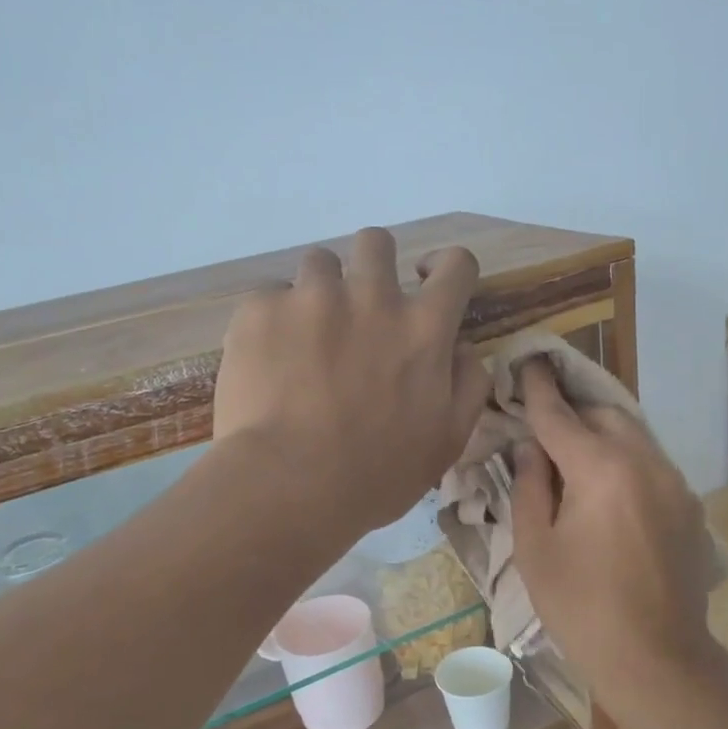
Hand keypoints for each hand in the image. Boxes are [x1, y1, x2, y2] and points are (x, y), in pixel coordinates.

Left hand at [214, 227, 491, 534]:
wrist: (291, 486)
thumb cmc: (378, 474)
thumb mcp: (447, 441)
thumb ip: (467, 384)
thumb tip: (462, 346)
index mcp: (424, 328)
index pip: (455, 264)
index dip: (446, 269)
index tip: (427, 284)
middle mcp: (372, 296)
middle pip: (377, 242)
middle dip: (372, 266)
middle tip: (358, 312)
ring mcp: (312, 297)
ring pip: (319, 263)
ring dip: (319, 293)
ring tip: (305, 340)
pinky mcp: (260, 309)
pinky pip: (270, 298)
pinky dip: (274, 323)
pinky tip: (268, 364)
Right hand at [510, 362, 720, 707]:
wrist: (656, 657)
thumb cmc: (581, 607)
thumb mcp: (535, 549)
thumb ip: (528, 487)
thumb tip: (529, 448)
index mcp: (601, 469)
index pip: (559, 414)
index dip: (537, 387)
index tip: (528, 362)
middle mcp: (645, 461)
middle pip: (604, 414)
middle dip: (572, 411)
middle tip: (543, 427)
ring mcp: (674, 482)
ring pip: (633, 434)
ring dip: (601, 434)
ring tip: (572, 458)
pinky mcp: (689, 505)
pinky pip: (651, 463)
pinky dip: (624, 460)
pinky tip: (606, 494)